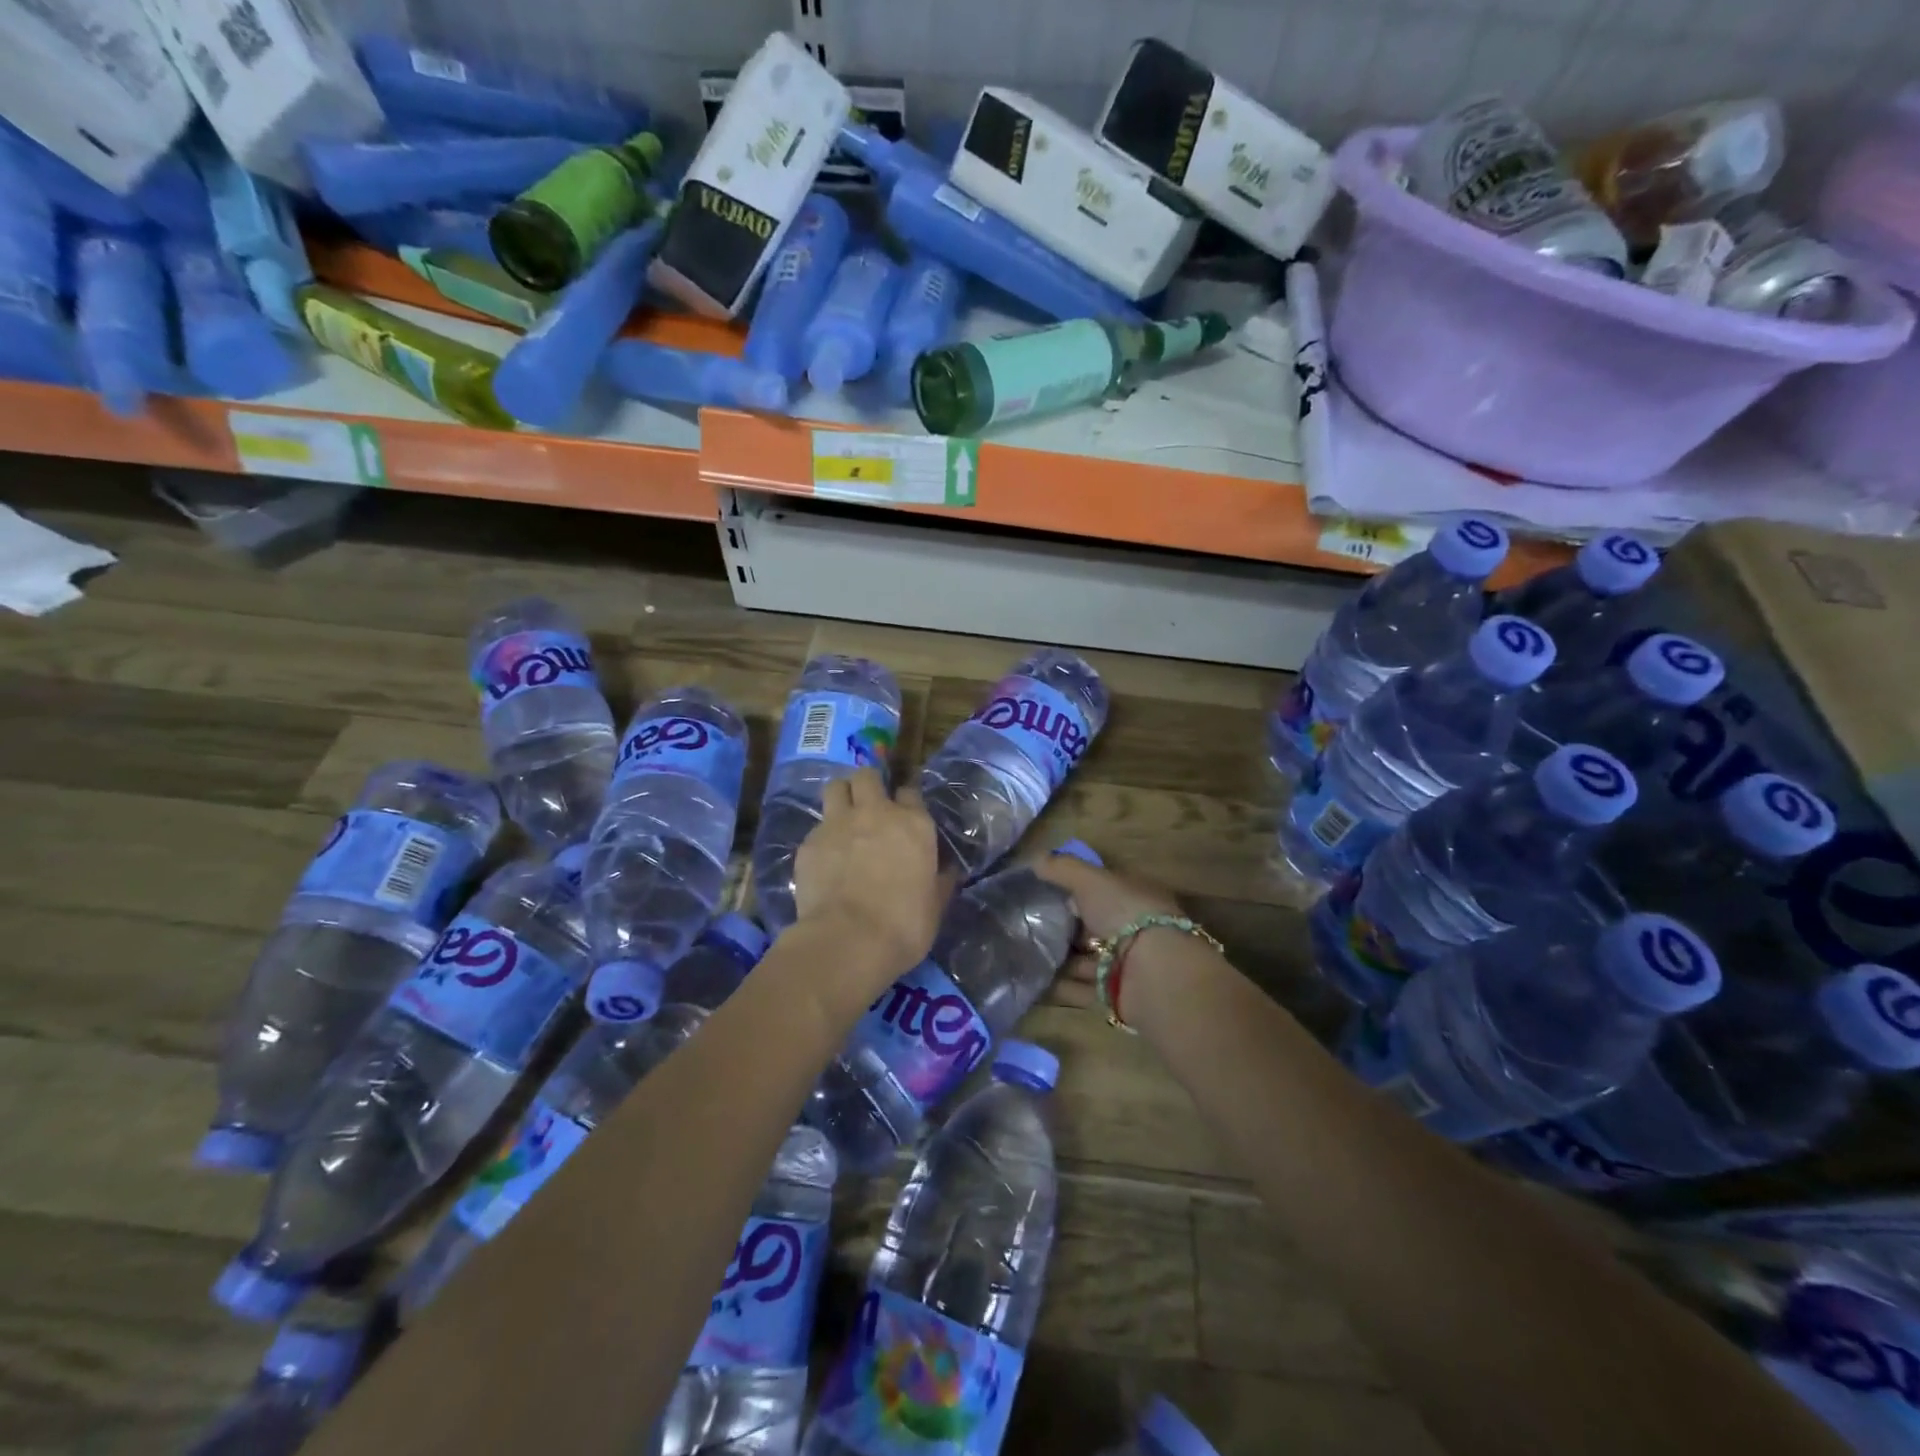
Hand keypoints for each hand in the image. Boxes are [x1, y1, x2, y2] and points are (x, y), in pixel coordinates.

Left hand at [793, 769, 950, 986]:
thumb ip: (940, 880)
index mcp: (913, 824)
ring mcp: (837, 824)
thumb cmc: (904, 925)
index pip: (910, 791)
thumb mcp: (935, 904)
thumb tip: (947, 871)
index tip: (903, 811)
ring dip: (841, 796)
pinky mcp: (809, 842)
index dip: (905, 799)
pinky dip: (822, 836)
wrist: (848, 940)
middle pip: (867, 775)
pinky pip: (816, 826)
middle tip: (868, 804)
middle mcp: (875, 813)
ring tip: (843, 817)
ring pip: (835, 787)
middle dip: (868, 784)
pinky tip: (824, 858)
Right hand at [1034, 853, 1183, 997]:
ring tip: (1023, 954)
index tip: (1045, 891)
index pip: (1104, 889)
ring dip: (1059, 958)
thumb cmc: (1126, 914)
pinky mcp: (1115, 994)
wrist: (1154, 973)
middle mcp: (1135, 929)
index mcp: (1136, 897)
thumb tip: (1036, 859)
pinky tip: (1033, 982)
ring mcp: (1127, 964)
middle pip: (1094, 926)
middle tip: (1028, 924)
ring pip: (1086, 958)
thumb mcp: (1091, 879)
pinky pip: (1081, 988)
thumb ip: (1062, 868)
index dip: (1077, 888)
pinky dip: (1059, 986)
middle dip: (1064, 927)